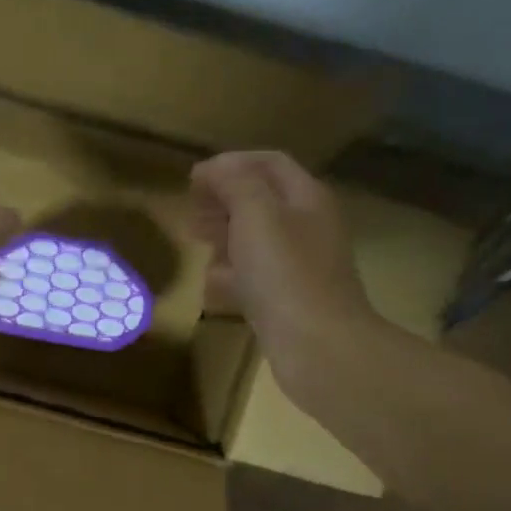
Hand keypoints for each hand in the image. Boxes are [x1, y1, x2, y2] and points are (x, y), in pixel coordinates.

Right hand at [190, 150, 378, 399]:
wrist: (318, 347)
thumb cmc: (285, 274)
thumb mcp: (256, 215)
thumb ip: (235, 183)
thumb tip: (215, 169)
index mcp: (306, 198)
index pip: (268, 163)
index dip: (230, 164)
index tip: (193, 179)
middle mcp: (307, 227)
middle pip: (262, 201)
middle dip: (224, 200)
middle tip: (192, 211)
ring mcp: (299, 266)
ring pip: (257, 240)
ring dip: (225, 236)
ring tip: (196, 241)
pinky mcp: (288, 300)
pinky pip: (256, 277)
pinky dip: (232, 274)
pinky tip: (211, 283)